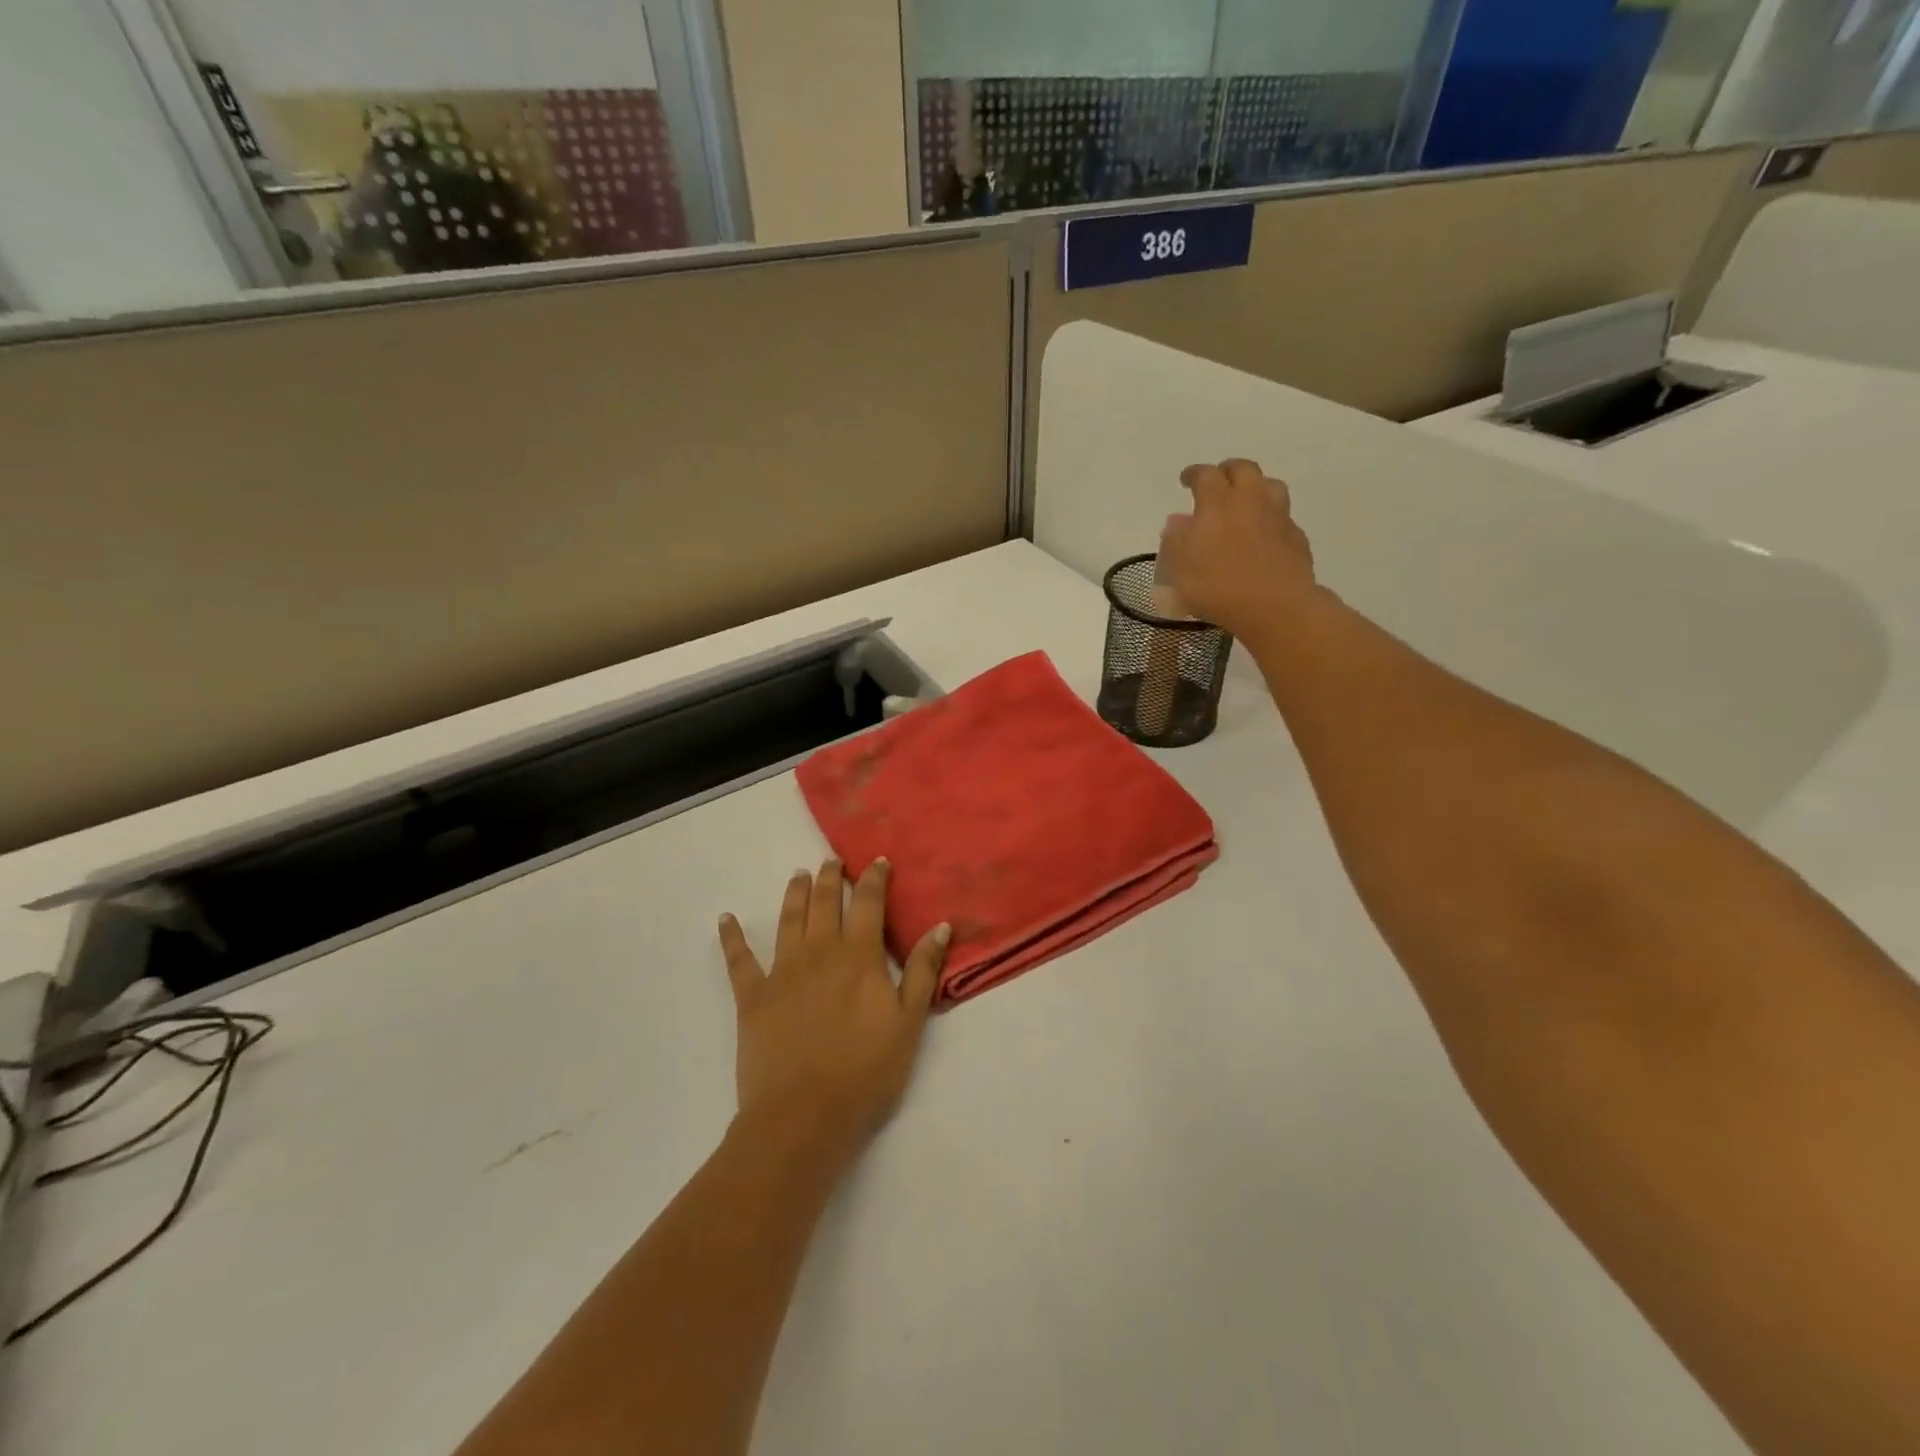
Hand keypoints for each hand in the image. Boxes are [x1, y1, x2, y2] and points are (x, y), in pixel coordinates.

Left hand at [718, 859, 949, 1164]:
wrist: (803, 1116)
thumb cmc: (866, 1072)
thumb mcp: (909, 1023)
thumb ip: (922, 971)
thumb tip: (941, 926)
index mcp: (859, 957)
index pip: (868, 904)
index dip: (874, 879)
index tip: (878, 862)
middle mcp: (819, 952)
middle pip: (825, 903)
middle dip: (831, 878)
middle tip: (832, 861)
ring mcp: (782, 972)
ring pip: (788, 920)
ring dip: (794, 894)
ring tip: (798, 875)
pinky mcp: (752, 997)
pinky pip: (738, 960)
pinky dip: (731, 937)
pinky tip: (724, 919)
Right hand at [1158, 459, 1318, 642]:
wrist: (1274, 606)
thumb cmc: (1217, 586)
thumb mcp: (1179, 568)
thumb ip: (1175, 541)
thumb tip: (1177, 522)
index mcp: (1217, 503)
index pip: (1205, 475)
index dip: (1194, 474)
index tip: (1186, 480)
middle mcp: (1250, 501)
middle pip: (1243, 469)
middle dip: (1228, 470)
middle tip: (1219, 481)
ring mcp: (1278, 517)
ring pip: (1270, 486)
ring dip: (1256, 487)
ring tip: (1246, 500)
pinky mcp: (1296, 537)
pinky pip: (1283, 517)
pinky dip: (1271, 518)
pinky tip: (1264, 534)